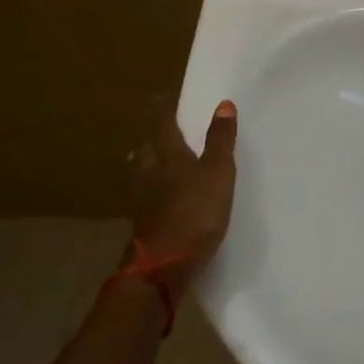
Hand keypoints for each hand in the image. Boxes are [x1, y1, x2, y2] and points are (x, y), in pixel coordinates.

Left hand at [127, 98, 237, 297]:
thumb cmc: (195, 212)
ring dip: (145, 162)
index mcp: (168, 157)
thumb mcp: (218, 173)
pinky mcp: (144, 225)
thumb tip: (223, 104)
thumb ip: (220, 140)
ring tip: (148, 157)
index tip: (159, 97)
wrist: (163, 265)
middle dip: (150, 137)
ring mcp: (143, 202)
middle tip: (154, 128)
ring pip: (140, 173)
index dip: (161, 111)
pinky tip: (154, 195)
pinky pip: (145, 196)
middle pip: (146, 149)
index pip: (161, 126)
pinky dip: (149, 189)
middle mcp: (149, 174)